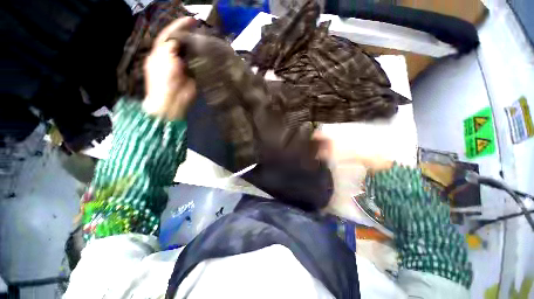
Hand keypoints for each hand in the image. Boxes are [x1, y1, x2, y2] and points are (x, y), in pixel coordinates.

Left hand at [142, 17, 196, 120]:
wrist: (172, 101)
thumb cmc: (163, 80)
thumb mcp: (162, 58)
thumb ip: (170, 46)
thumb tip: (180, 38)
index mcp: (161, 52)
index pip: (170, 35)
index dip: (179, 26)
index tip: (192, 20)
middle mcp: (172, 57)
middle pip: (181, 43)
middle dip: (189, 35)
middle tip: (201, 29)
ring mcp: (183, 67)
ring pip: (190, 53)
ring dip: (197, 47)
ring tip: (206, 40)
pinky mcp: (193, 76)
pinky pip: (198, 65)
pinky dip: (202, 59)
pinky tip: (208, 54)